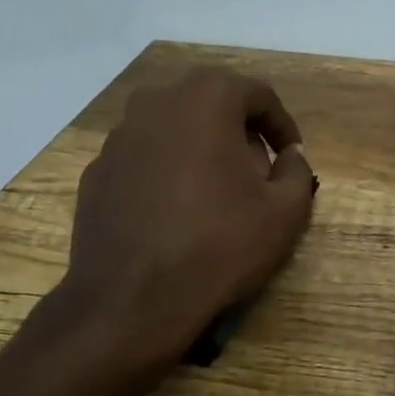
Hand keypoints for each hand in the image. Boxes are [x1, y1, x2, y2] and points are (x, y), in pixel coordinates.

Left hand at [63, 68, 317, 369]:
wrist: (131, 300)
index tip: (291, 157)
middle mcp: (156, 102)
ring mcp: (118, 136)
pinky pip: (144, 158)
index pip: (258, 94)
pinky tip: (176, 213)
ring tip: (217, 193)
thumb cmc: (218, 245)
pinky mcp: (97, 171)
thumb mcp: (285, 212)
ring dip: (201, 149)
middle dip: (240, 133)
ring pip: (174, 129)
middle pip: (212, 104)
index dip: (282, 125)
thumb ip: (297, 171)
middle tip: (258, 173)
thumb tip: (290, 155)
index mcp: (206, 98)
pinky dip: (166, 172)